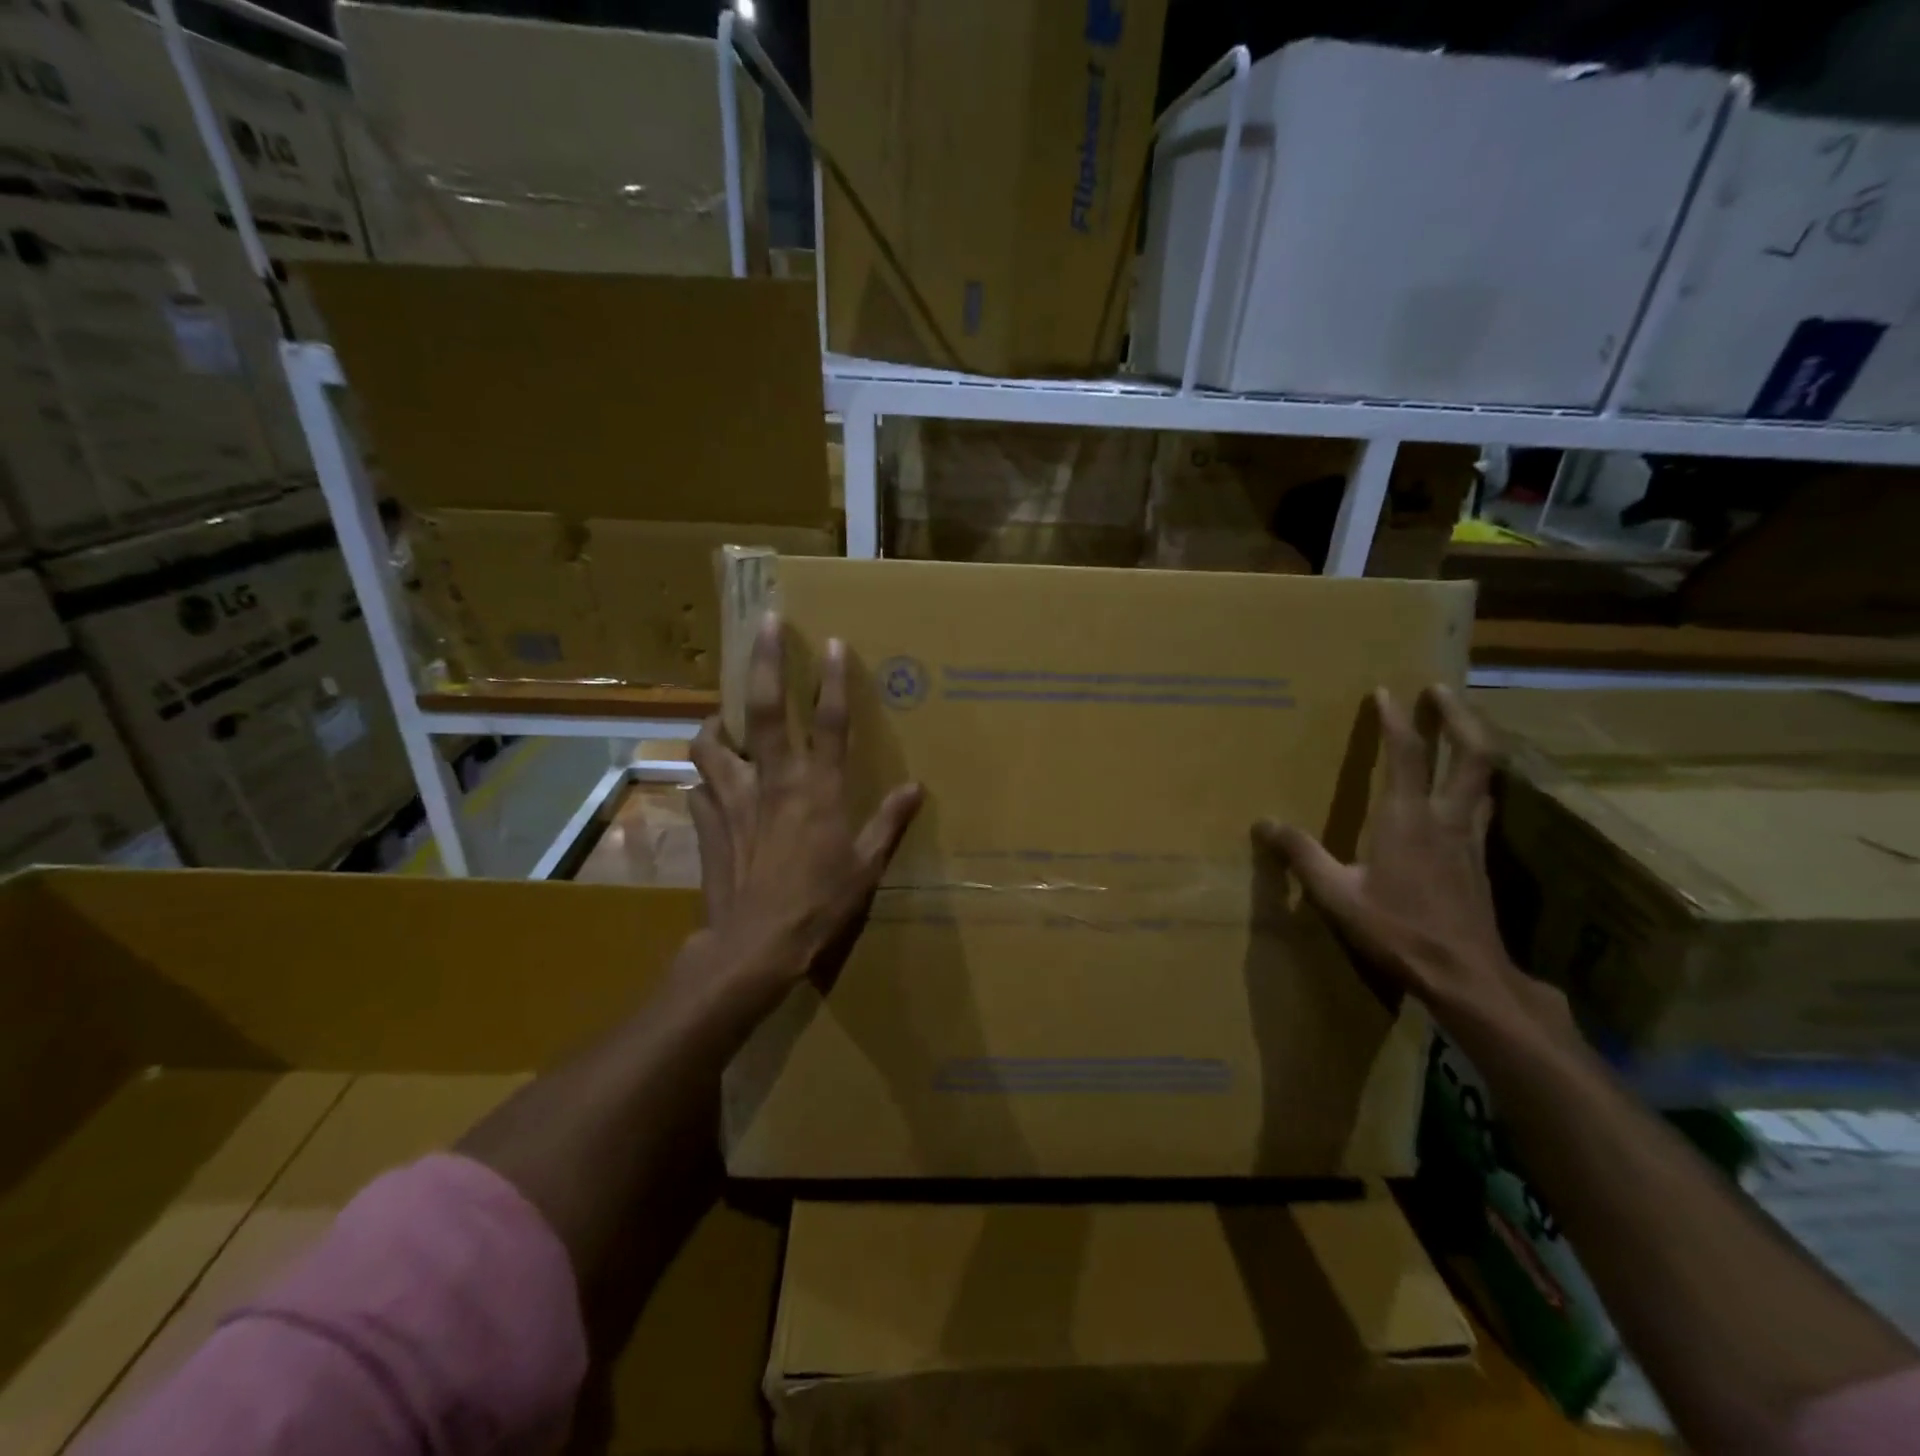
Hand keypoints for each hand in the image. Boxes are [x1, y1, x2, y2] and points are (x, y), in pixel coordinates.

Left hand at [687, 613, 922, 988]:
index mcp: (817, 789)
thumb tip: (916, 788)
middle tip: (765, 624)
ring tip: (722, 720)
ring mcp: (733, 799)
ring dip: (716, 724)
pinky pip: (699, 788)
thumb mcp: (866, 867)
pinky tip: (713, 788)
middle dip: (765, 660)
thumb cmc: (820, 904)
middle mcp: (773, 781)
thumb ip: (888, 822)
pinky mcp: (707, 823)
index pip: (829, 721)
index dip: (833, 679)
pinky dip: (706, 781)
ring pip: (712, 743)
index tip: (832, 642)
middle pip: (764, 709)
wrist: (755, 945)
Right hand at [1256, 685, 1564, 1028]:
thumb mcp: (1336, 895)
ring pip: (1485, 777)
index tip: (1386, 691)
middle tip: (1441, 691)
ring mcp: (1471, 838)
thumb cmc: (1398, 931)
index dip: (1396, 720)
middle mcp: (1446, 818)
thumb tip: (1263, 823)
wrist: (1466, 976)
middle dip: (1459, 716)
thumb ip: (1300, 855)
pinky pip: (1483, 803)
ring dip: (1474, 743)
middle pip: (1472, 753)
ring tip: (1458, 728)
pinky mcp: (1481, 859)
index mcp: (1408, 819)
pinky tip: (1463, 789)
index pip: (1407, 755)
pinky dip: (1474, 780)